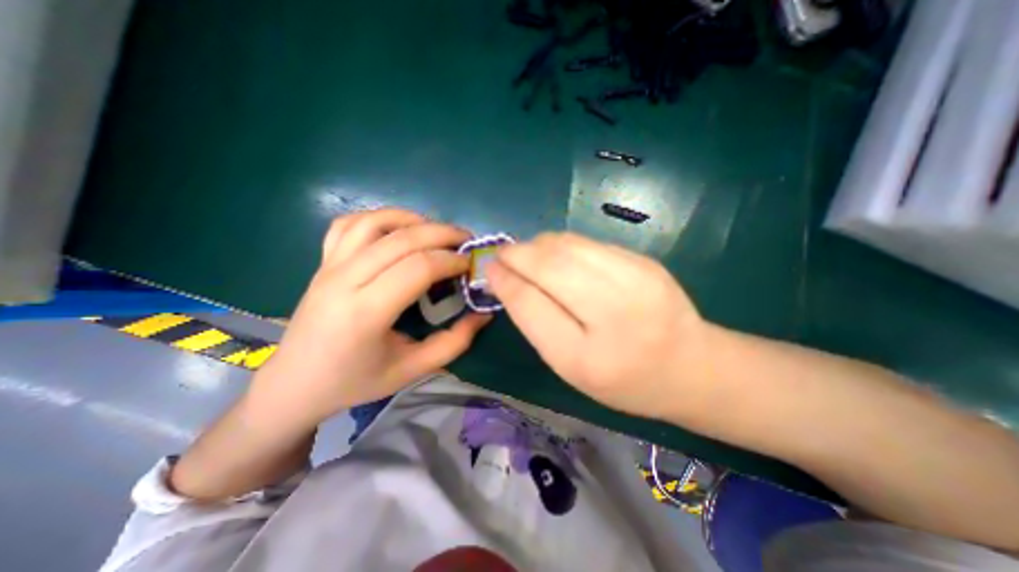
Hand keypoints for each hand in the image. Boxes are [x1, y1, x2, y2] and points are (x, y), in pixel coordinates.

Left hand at [255, 208, 493, 424]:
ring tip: (436, 232)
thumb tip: (484, 314)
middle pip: (401, 239)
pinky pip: (349, 224)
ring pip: (375, 223)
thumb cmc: (355, 381)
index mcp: (366, 313)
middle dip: (442, 233)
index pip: (418, 267)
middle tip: (466, 240)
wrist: (294, 384)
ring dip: (412, 220)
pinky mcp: (323, 262)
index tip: (470, 264)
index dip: (451, 260)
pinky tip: (398, 229)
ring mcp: (329, 266)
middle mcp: (344, 281)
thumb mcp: (412, 370)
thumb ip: (454, 342)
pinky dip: (379, 217)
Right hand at [486, 231, 714, 421]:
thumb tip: (508, 279)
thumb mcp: (570, 366)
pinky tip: (558, 256)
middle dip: (517, 254)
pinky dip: (562, 245)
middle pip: (549, 265)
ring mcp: (634, 278)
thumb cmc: (622, 379)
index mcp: (587, 356)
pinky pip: (587, 243)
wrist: (690, 367)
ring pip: (567, 245)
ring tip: (527, 254)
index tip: (489, 267)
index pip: (531, 303)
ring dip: (537, 245)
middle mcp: (613, 311)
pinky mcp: (644, 260)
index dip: (505, 280)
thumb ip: (537, 322)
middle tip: (503, 255)